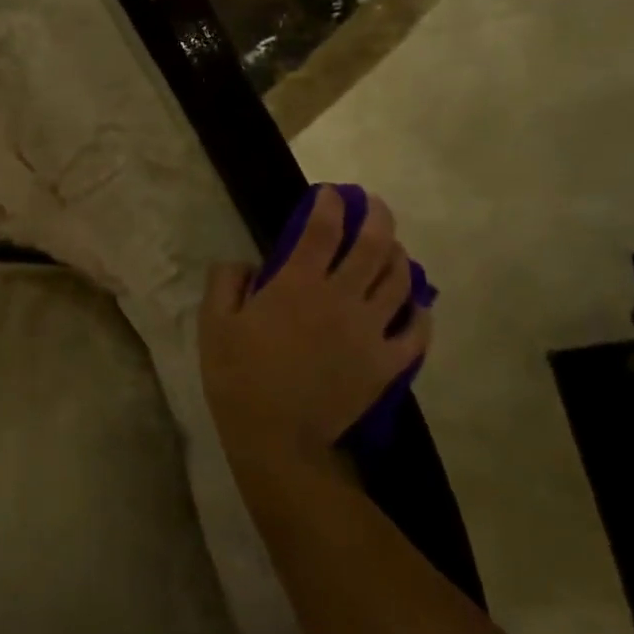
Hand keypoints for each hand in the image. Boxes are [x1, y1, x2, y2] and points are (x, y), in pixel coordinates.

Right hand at [199, 188, 429, 473]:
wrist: (276, 438)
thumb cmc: (238, 376)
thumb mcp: (214, 323)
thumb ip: (226, 281)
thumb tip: (245, 263)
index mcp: (298, 284)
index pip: (322, 228)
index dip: (329, 204)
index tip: (329, 194)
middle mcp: (341, 298)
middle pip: (374, 245)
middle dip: (376, 216)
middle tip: (372, 205)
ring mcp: (370, 331)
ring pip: (400, 281)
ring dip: (399, 256)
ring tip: (392, 248)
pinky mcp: (387, 363)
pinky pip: (416, 331)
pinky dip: (420, 312)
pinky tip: (414, 304)